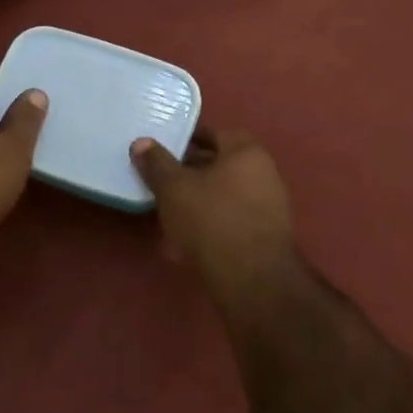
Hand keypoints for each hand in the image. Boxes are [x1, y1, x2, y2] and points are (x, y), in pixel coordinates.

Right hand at [130, 128, 299, 296]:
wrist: (252, 278)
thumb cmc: (211, 219)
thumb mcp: (174, 188)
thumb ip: (157, 163)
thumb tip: (141, 142)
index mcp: (246, 152)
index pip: (216, 134)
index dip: (189, 139)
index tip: (167, 149)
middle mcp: (265, 173)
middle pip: (223, 165)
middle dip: (193, 172)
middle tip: (164, 181)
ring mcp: (270, 206)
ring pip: (227, 194)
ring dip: (201, 199)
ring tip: (171, 211)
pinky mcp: (267, 237)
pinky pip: (233, 220)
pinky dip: (212, 223)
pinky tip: (189, 240)